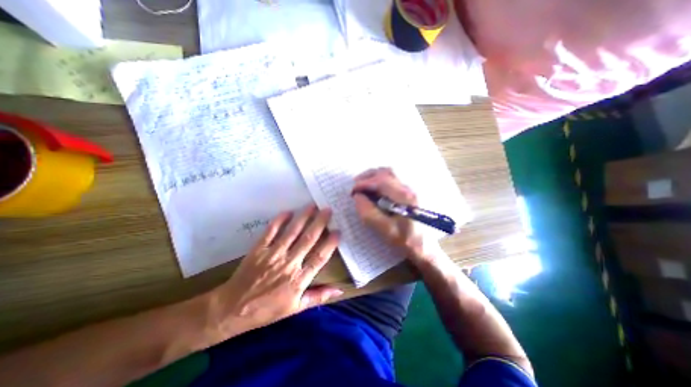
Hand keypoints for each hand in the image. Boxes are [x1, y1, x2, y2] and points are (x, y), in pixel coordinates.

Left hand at [208, 206, 340, 337]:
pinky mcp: (259, 249)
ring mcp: (273, 255)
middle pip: (308, 239)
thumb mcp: (295, 308)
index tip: (338, 231)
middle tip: (327, 209)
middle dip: (320, 223)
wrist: (232, 309)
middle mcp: (289, 264)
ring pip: (292, 232)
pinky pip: (271, 231)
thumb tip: (339, 291)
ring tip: (312, 206)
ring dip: (304, 217)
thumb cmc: (267, 310)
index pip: (319, 258)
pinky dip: (279, 220)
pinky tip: (288, 211)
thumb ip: (318, 297)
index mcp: (299, 280)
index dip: (330, 244)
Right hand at [352, 168, 430, 263]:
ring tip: (362, 184)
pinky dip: (379, 179)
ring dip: (373, 176)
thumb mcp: (385, 229)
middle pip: (386, 172)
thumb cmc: (405, 239)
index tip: (353, 191)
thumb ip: (369, 213)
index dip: (364, 183)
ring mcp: (409, 189)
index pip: (381, 181)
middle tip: (355, 184)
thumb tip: (357, 197)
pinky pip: (391, 179)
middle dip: (368, 176)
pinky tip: (373, 188)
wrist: (424, 245)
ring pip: (389, 174)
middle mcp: (408, 189)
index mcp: (403, 197)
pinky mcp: (408, 192)